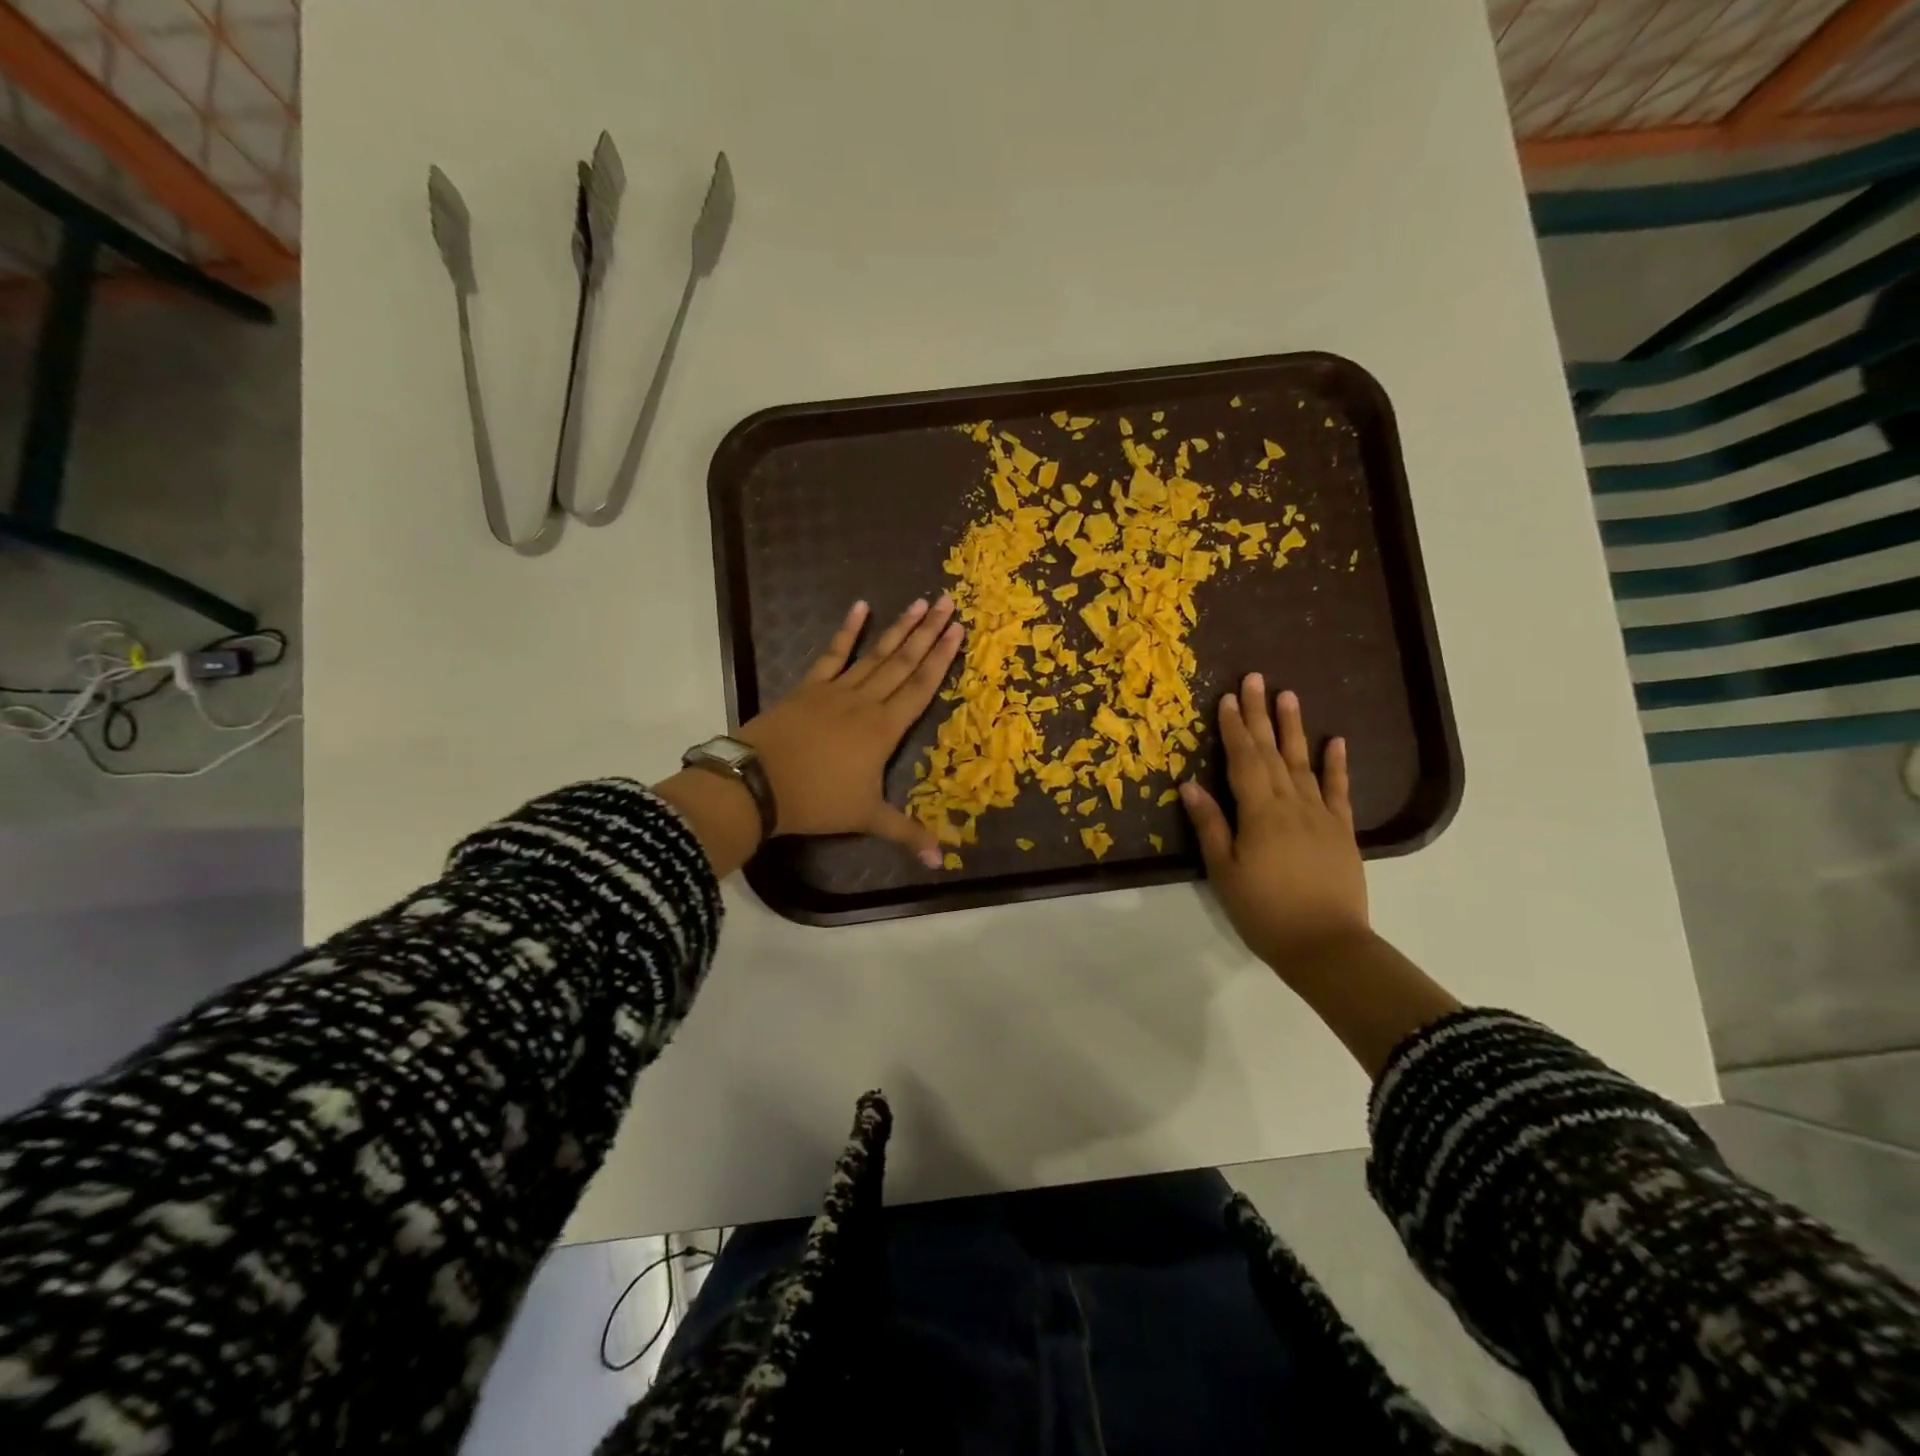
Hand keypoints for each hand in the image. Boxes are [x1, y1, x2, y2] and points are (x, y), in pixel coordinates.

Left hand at [737, 595, 961, 865]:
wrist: (757, 783)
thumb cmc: (816, 801)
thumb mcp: (866, 819)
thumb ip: (906, 833)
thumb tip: (941, 860)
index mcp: (884, 729)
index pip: (921, 687)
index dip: (941, 659)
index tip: (958, 630)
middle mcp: (866, 702)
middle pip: (904, 662)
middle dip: (928, 632)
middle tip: (948, 602)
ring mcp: (836, 690)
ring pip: (875, 654)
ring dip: (899, 627)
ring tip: (920, 602)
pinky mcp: (809, 687)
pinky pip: (833, 653)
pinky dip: (847, 631)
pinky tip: (861, 608)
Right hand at [1179, 675, 1369, 970]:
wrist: (1326, 946)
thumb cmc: (1264, 911)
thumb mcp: (1224, 871)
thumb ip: (1210, 825)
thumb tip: (1190, 785)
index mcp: (1259, 812)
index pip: (1243, 760)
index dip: (1233, 728)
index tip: (1227, 697)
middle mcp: (1291, 804)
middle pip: (1272, 752)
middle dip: (1260, 715)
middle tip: (1256, 679)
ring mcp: (1320, 815)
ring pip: (1304, 763)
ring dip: (1294, 728)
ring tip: (1288, 696)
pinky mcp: (1342, 832)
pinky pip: (1338, 791)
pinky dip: (1336, 765)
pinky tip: (1335, 741)